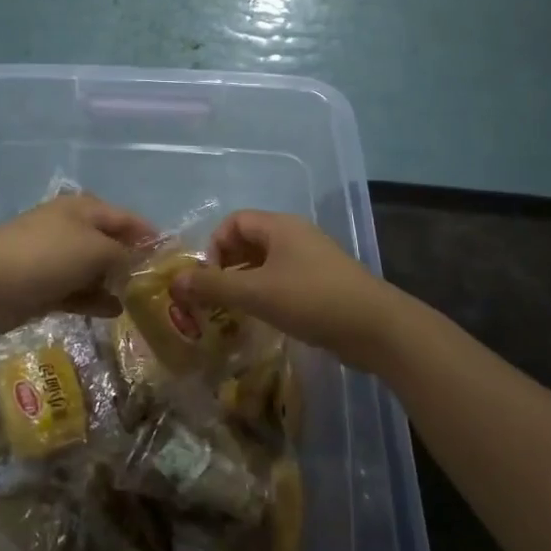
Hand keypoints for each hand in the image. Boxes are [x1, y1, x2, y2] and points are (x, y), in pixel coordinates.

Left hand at [0, 193, 154, 333]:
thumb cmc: (46, 255)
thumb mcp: (94, 249)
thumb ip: (123, 255)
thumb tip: (138, 262)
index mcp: (84, 210)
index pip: (127, 219)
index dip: (150, 235)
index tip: (174, 257)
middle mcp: (72, 230)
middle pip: (111, 244)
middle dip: (134, 262)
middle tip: (161, 287)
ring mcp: (56, 259)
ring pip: (95, 270)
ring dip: (115, 283)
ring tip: (142, 303)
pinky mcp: (44, 287)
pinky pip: (78, 292)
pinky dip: (95, 300)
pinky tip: (115, 313)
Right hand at [169, 211, 399, 372]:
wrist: (375, 328)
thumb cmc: (311, 299)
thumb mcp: (256, 292)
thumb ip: (213, 286)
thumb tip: (174, 281)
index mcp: (280, 226)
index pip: (234, 222)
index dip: (215, 246)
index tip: (210, 279)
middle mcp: (295, 236)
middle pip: (249, 242)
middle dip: (227, 267)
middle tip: (215, 299)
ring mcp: (311, 261)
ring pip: (266, 265)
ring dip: (245, 284)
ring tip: (233, 314)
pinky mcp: (322, 285)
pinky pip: (283, 282)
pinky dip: (267, 296)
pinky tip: (263, 321)